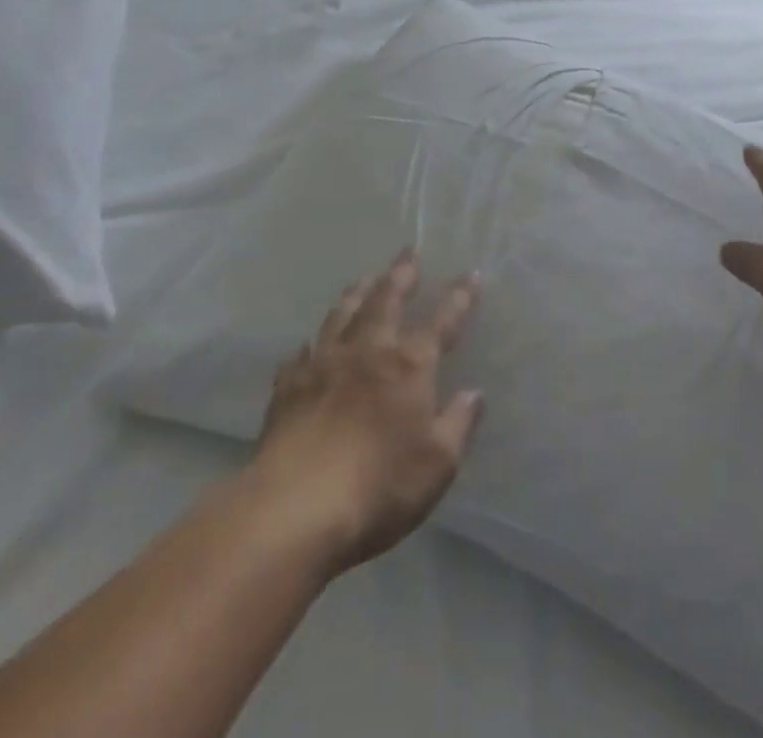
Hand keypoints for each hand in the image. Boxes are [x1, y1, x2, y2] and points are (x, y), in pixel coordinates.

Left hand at [250, 250, 482, 575]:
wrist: (294, 509)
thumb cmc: (379, 487)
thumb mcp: (437, 464)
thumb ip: (458, 423)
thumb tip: (474, 393)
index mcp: (409, 365)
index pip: (441, 321)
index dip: (459, 297)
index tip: (470, 273)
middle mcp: (367, 351)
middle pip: (386, 300)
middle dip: (401, 274)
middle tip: (407, 252)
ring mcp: (323, 365)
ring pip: (342, 315)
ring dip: (356, 294)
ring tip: (364, 278)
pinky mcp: (288, 388)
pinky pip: (301, 355)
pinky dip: (311, 345)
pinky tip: (308, 345)